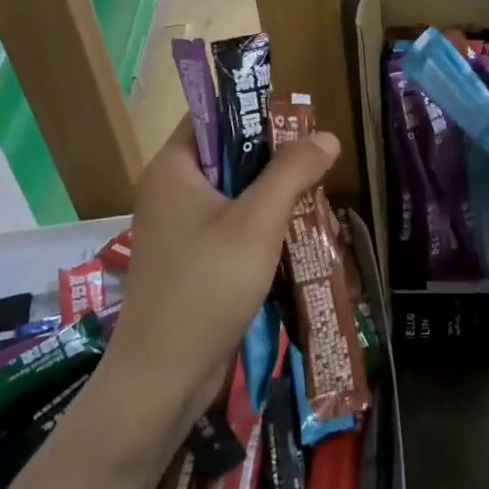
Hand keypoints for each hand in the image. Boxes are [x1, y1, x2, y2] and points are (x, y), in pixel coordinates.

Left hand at [103, 116, 339, 428]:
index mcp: (172, 168)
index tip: (296, 121)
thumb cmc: (207, 285)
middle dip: (271, 158)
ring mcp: (176, 229)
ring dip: (269, 196)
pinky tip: (291, 238)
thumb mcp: (258, 222)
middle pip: (225, 154)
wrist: (162, 377)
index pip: (210, 115)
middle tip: (315, 163)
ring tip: (312, 199)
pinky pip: (227, 227)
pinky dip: (257, 227)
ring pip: (230, 194)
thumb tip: (326, 136)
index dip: (251, 110)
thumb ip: (292, 172)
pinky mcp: (188, 261)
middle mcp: (168, 191)